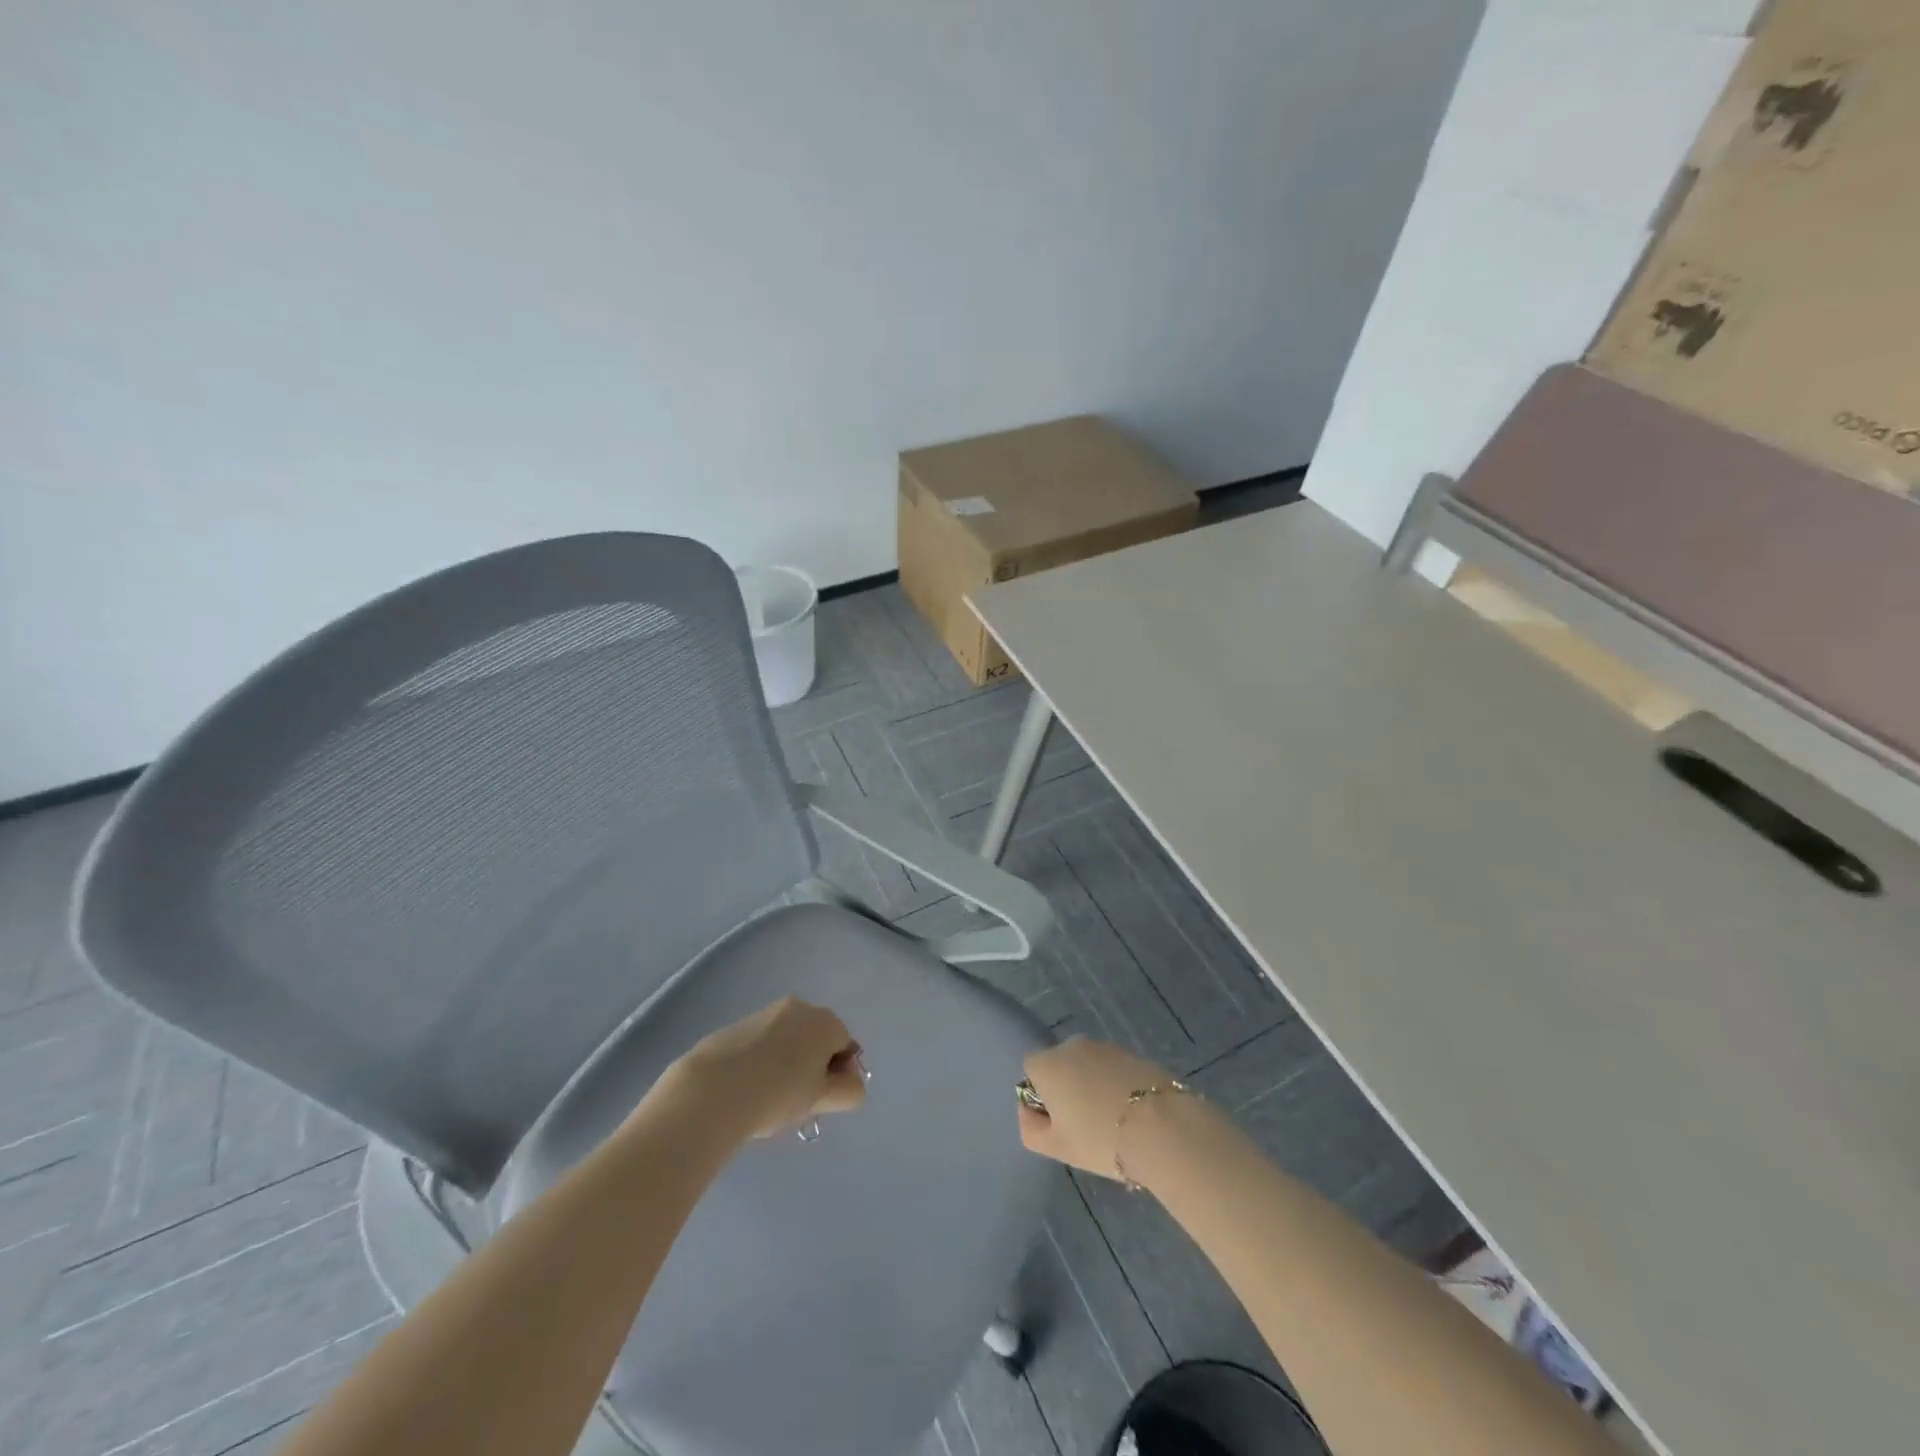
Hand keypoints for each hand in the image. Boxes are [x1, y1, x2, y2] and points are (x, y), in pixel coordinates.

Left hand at [668, 997, 866, 1138]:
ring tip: (769, 1097)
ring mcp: (765, 1013)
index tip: (822, 1100)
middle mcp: (799, 1007)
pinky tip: (747, 1088)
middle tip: (798, 1100)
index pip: (846, 1046)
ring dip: (787, 1064)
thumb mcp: (822, 1099)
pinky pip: (761, 1043)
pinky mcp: (736, 1025)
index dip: (840, 1075)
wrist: (713, 1089)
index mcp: (825, 1020)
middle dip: (813, 1067)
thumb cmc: (778, 1093)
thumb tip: (852, 1083)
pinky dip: (761, 1061)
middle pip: (817, 1039)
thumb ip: (849, 1091)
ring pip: (788, 1040)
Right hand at [1017, 1036, 1176, 1180]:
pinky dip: (1116, 1086)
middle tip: (1084, 1125)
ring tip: (1112, 1122)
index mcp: (1049, 1063)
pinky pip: (1113, 1070)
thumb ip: (1029, 1127)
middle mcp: (1073, 1045)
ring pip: (1089, 1067)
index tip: (1057, 1121)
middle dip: (1067, 1089)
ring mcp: (1106, 1046)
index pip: (1031, 1070)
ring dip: (1092, 1086)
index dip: (1040, 1095)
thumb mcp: (1054, 1147)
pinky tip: (1131, 1114)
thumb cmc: (1099, 1139)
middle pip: (1061, 1065)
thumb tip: (1029, 1109)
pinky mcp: (1133, 1053)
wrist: (1161, 1128)